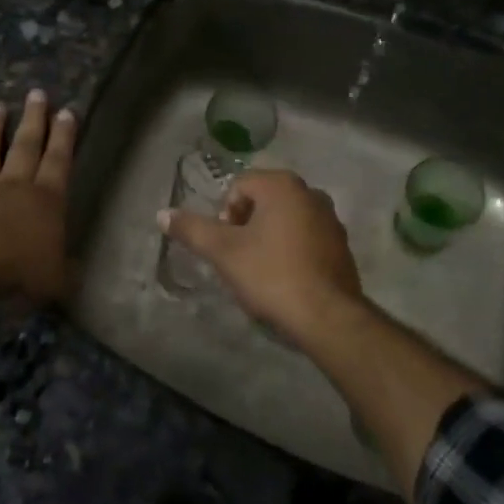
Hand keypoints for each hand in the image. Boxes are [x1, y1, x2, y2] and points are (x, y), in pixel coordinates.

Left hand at [0, 90, 76, 307]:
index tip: (66, 111)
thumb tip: (76, 274)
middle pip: (25, 146)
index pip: (58, 162)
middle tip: (36, 93)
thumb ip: (65, 273)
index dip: (64, 137)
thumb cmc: (17, 272)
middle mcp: (13, 187)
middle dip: (33, 119)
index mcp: (46, 201)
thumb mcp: (55, 281)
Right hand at [158, 169, 362, 342]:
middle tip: (239, 257)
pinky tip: (285, 279)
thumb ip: (191, 229)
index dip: (225, 214)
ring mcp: (331, 220)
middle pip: (263, 201)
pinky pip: (306, 238)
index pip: (239, 186)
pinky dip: (291, 251)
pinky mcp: (341, 246)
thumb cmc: (271, 274)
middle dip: (246, 226)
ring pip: (285, 220)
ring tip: (260, 271)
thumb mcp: (223, 252)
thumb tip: (162, 214)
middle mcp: (310, 193)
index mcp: (282, 185)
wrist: (327, 317)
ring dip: (268, 238)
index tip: (226, 244)